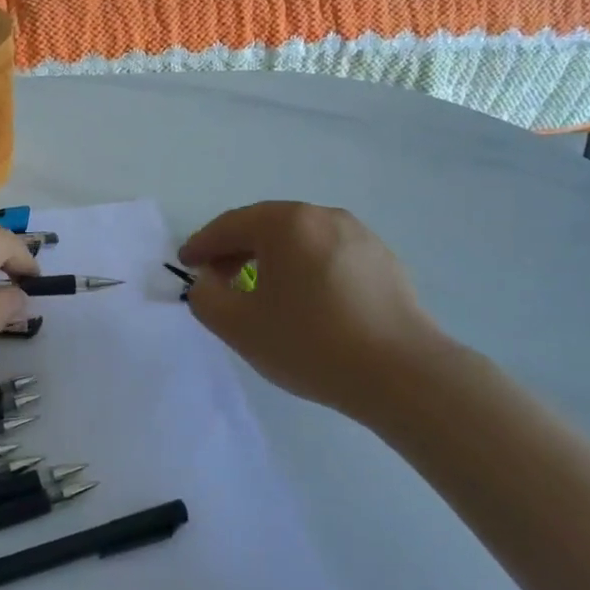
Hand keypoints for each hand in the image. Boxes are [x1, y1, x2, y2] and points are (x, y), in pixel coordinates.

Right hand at [178, 202, 452, 415]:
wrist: (403, 374)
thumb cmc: (311, 343)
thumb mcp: (238, 327)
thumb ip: (206, 297)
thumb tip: (208, 281)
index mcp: (286, 222)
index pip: (230, 225)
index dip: (202, 244)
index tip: (186, 264)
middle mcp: (323, 216)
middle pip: (265, 226)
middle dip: (235, 249)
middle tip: (218, 278)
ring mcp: (359, 235)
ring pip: (299, 239)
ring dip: (271, 259)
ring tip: (261, 291)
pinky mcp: (383, 260)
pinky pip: (328, 254)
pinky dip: (305, 268)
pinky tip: (306, 301)